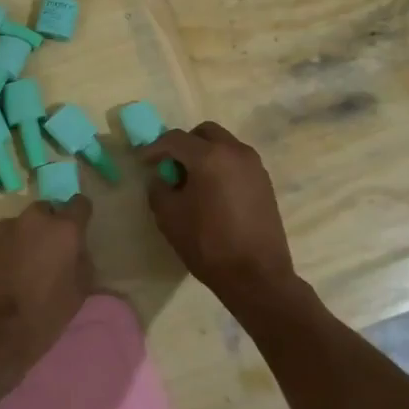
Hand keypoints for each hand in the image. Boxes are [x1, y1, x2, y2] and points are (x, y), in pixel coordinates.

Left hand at [0, 195, 95, 384]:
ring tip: (18, 269)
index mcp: (62, 229)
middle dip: (48, 228)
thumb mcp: (78, 293)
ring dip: (23, 239)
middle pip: (46, 211)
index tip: (76, 233)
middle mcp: (32, 219)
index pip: (80, 204)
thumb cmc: (42, 316)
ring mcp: (2, 228)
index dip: (80, 217)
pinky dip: (1, 250)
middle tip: (46, 256)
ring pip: (19, 226)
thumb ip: (82, 261)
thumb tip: (75, 250)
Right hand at [140, 122, 310, 320]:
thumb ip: (159, 189)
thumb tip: (162, 178)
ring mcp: (254, 166)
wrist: (257, 276)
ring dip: (205, 154)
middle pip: (204, 133)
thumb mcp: (169, 217)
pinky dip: (221, 167)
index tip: (143, 162)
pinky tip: (213, 193)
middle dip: (184, 144)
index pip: (175, 139)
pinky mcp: (265, 182)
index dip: (155, 148)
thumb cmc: (208, 244)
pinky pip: (237, 162)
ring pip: (224, 145)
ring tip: (193, 181)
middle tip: (171, 166)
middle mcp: (235, 152)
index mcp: (209, 156)